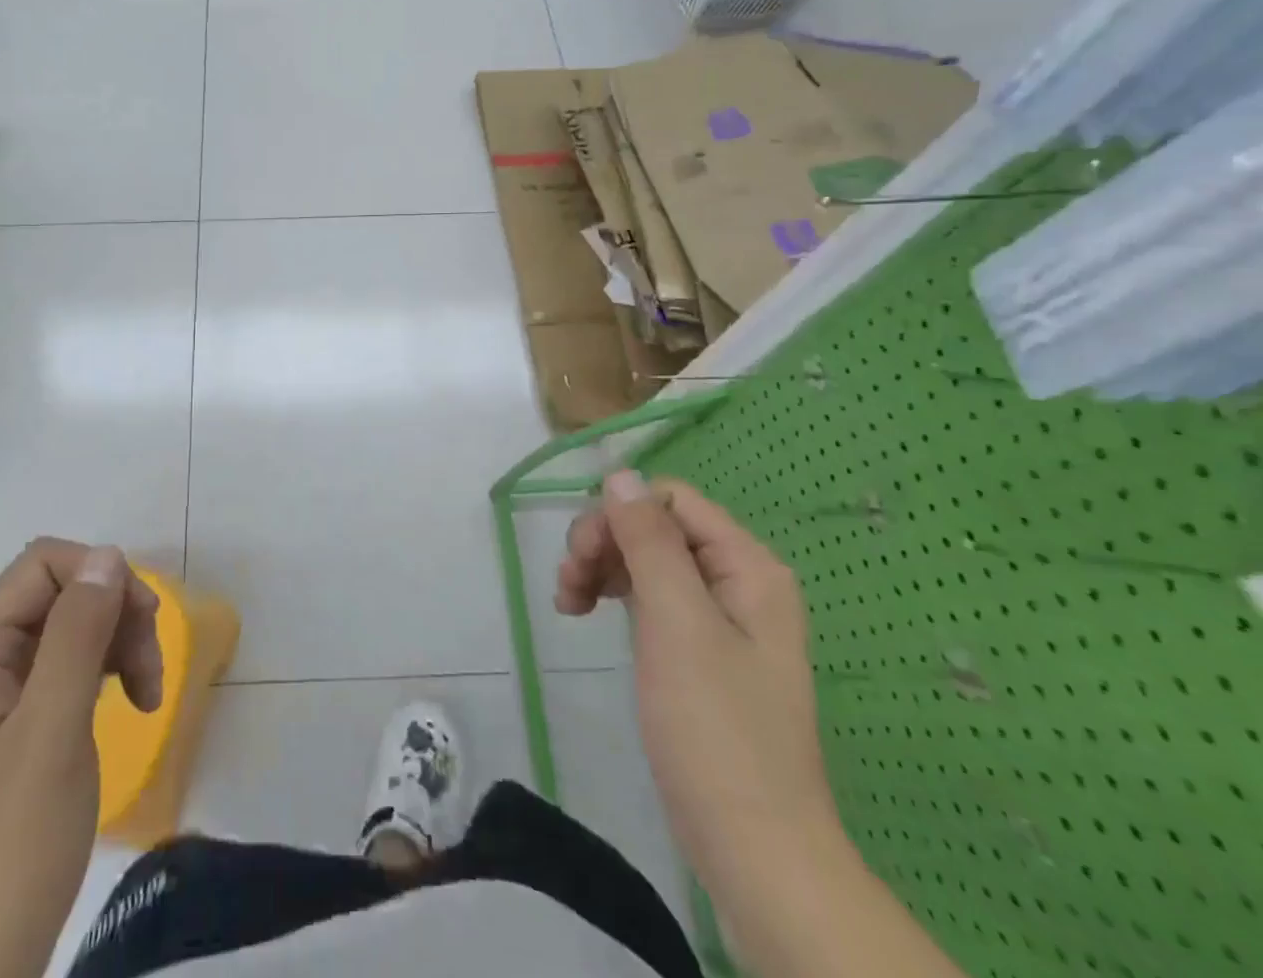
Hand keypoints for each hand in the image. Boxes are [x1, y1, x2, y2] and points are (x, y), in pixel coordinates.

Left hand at [0, 540, 162, 977]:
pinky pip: (70, 664)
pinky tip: (131, 702)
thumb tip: (107, 555)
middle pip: (62, 591)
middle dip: (115, 614)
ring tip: (149, 695)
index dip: (100, 576)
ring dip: (119, 644)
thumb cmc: (8, 848)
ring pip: (73, 625)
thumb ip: (77, 636)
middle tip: (150, 671)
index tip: (143, 622)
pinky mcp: (18, 721)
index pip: (44, 563)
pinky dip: (107, 672)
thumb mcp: (51, 733)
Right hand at [555, 473, 840, 901]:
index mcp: (747, 566)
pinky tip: (585, 613)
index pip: (670, 500)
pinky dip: (613, 595)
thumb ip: (648, 541)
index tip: (582, 555)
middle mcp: (737, 580)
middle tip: (568, 583)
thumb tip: (620, 474)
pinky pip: (648, 596)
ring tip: (567, 603)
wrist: (752, 846)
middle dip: (604, 543)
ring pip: (645, 559)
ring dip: (600, 568)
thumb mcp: (677, 621)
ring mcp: (718, 616)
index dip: (619, 514)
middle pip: (654, 527)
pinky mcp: (697, 648)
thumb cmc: (716, 727)